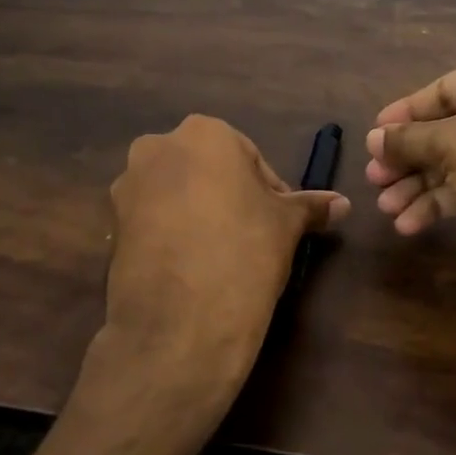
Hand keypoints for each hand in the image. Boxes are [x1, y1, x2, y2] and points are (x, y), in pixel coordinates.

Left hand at [101, 114, 347, 417]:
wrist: (181, 322)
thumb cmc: (245, 252)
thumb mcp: (287, 226)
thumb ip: (311, 206)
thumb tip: (344, 203)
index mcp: (204, 133)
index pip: (250, 158)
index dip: (270, 192)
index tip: (279, 225)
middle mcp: (157, 147)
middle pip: (208, 170)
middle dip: (230, 198)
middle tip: (253, 238)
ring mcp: (127, 187)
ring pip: (177, 194)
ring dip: (199, 215)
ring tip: (222, 257)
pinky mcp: (112, 225)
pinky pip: (153, 221)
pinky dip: (173, 235)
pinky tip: (192, 269)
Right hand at [364, 47, 455, 287]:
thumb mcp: (453, 146)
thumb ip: (408, 139)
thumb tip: (373, 138)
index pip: (447, 88)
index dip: (405, 113)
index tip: (373, 134)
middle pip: (450, 128)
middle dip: (409, 158)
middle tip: (373, 179)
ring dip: (419, 185)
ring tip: (384, 207)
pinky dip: (443, 201)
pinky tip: (409, 224)